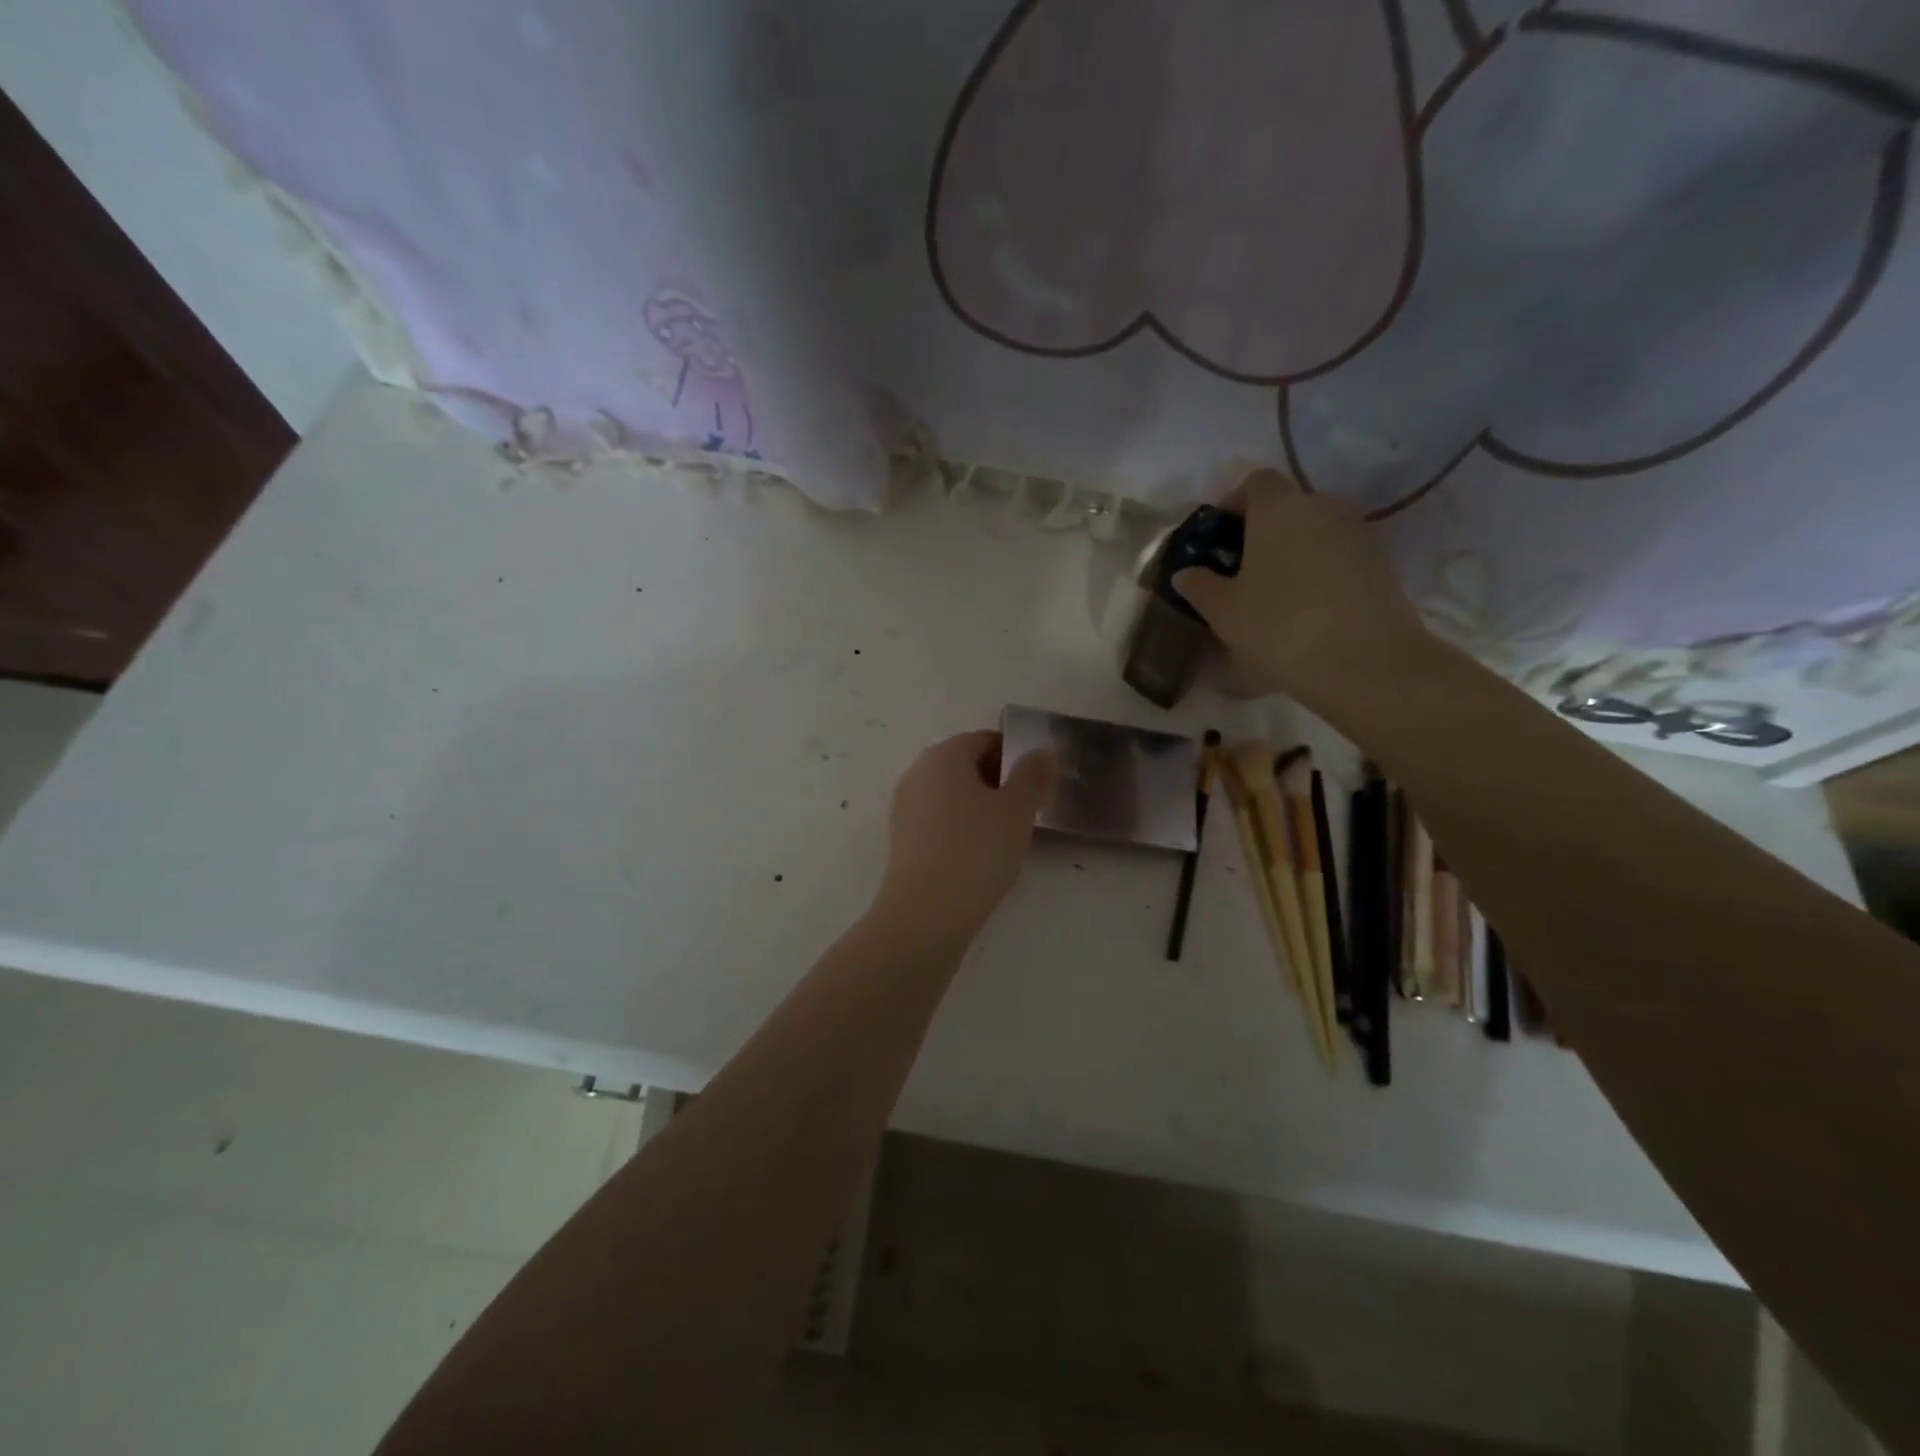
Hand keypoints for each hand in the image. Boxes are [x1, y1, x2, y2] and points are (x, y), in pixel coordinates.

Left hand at [876, 730, 1056, 940]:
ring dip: (979, 806)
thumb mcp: (1017, 810)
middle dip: (998, 781)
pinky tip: (979, 854)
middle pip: (965, 765)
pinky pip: (938, 820)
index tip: (1038, 782)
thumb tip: (1042, 750)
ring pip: (951, 794)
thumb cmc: (977, 850)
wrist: (925, 913)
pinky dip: (960, 827)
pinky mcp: (901, 838)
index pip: (984, 740)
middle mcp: (917, 773)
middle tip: (1027, 809)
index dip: (1015, 756)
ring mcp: (905, 806)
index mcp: (943, 755)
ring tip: (1007, 835)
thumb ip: (1033, 775)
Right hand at [1171, 469, 1427, 691]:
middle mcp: (1322, 507)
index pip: (1255, 483)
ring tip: (1275, 595)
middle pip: (1287, 506)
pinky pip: (1339, 556)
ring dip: (1293, 553)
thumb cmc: (1279, 626)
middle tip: (1241, 572)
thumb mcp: (1224, 611)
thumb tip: (1186, 573)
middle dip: (1262, 532)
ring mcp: (1357, 533)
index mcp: (1278, 508)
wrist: (1364, 662)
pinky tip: (1307, 609)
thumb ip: (1200, 586)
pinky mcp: (1381, 563)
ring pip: (1315, 531)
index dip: (1234, 504)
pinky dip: (1320, 571)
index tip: (1219, 539)